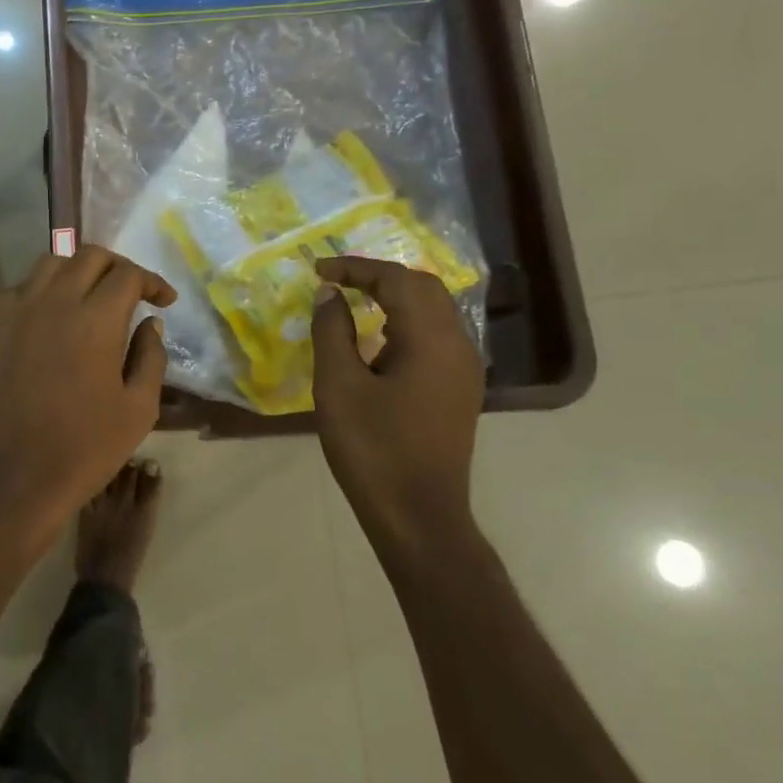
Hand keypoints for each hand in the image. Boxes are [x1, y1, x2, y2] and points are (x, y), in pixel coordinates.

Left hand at [0, 245, 174, 546]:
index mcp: (96, 319)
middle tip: (131, 290)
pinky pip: (17, 289)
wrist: (15, 476)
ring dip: (76, 269)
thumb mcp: (138, 409)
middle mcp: (54, 302)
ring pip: (49, 263)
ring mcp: (17, 312)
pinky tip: (48, 314)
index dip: (152, 282)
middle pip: (89, 256)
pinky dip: (39, 290)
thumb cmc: (85, 448)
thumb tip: (150, 324)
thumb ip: (150, 358)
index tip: (164, 300)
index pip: (128, 275)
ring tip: (90, 294)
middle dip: (118, 266)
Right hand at [310, 255, 483, 541]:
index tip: (318, 270)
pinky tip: (378, 340)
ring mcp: (464, 369)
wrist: (417, 515)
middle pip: (423, 288)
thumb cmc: (372, 449)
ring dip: (394, 297)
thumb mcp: (339, 386)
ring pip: (433, 311)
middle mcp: (458, 345)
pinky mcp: (459, 390)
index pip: (396, 280)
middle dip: (379, 276)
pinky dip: (405, 322)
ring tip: (353, 301)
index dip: (356, 268)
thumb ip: (333, 331)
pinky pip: (435, 337)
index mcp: (431, 340)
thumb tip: (330, 294)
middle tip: (337, 281)